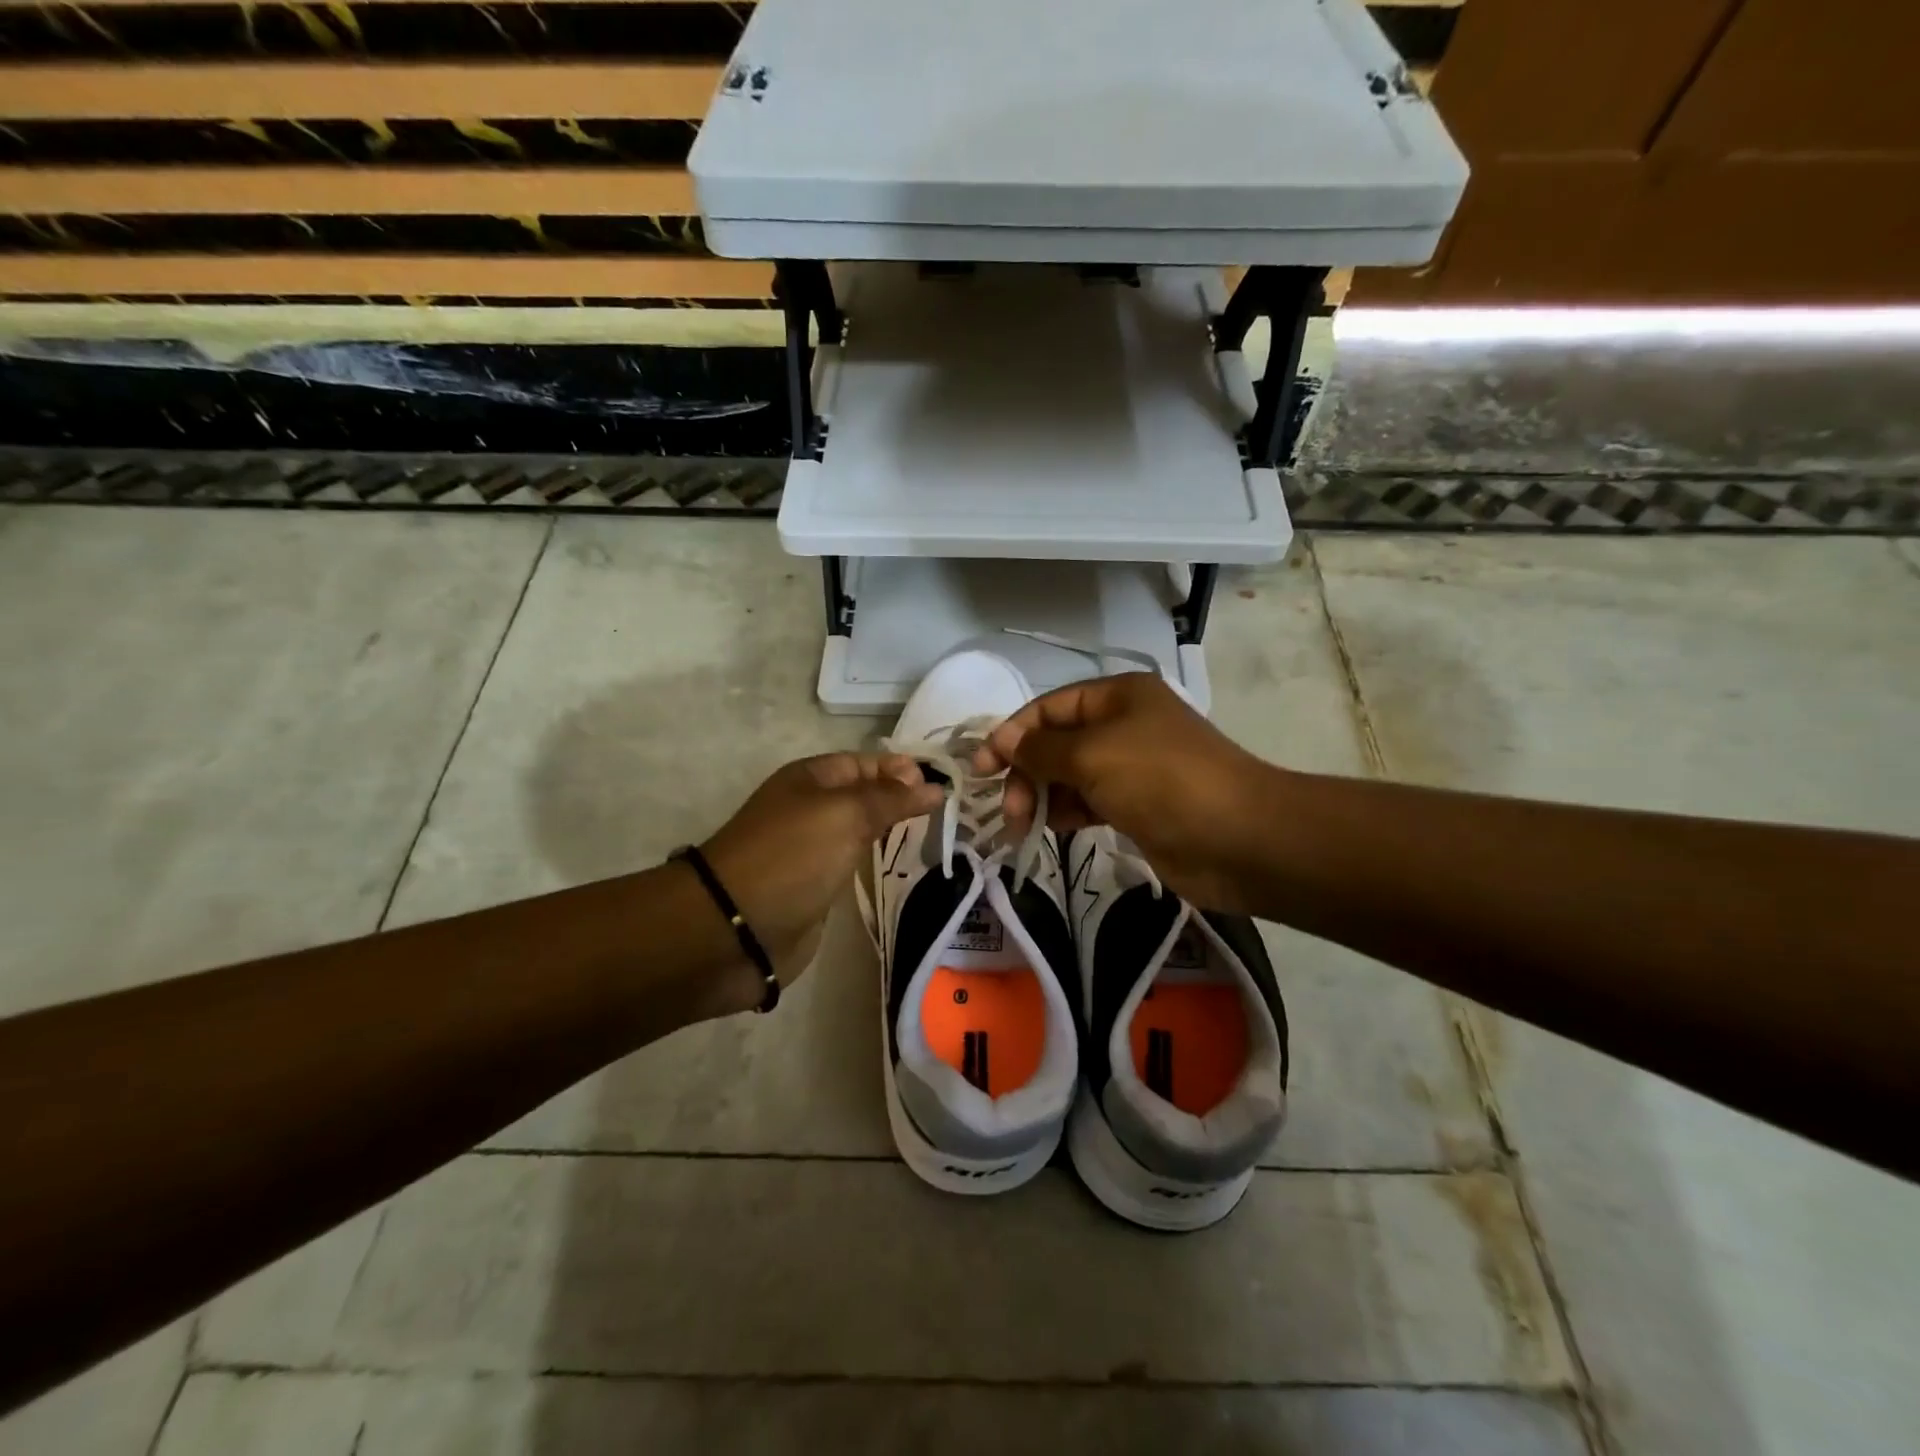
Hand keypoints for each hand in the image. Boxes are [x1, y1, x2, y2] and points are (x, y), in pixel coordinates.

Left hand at [699, 753, 942, 991]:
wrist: (735, 929)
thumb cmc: (792, 857)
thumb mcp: (845, 814)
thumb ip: (891, 799)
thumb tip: (934, 786)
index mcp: (810, 779)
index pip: (865, 763)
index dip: (901, 769)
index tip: (943, 785)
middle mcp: (810, 808)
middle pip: (864, 795)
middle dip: (901, 798)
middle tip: (947, 810)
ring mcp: (811, 849)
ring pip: (860, 830)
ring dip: (892, 830)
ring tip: (935, 834)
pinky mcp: (814, 887)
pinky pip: (853, 864)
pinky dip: (877, 862)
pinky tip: (903, 865)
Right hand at [973, 673, 1279, 912]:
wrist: (1238, 838)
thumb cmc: (1161, 781)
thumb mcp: (1092, 755)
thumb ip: (1040, 749)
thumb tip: (1002, 742)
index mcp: (1117, 697)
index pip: (1049, 708)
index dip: (1012, 734)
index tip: (980, 769)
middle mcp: (1123, 725)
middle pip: (1056, 742)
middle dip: (1027, 772)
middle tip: (1010, 811)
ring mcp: (1132, 767)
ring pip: (1070, 775)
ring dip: (1042, 796)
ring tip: (1023, 826)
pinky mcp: (1137, 806)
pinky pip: (1088, 802)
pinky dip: (1067, 812)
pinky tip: (1053, 829)